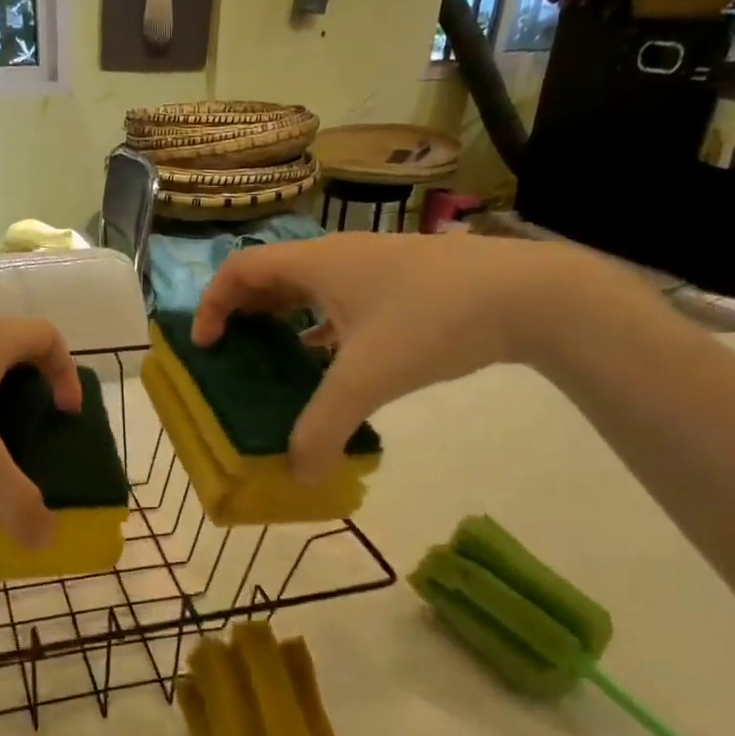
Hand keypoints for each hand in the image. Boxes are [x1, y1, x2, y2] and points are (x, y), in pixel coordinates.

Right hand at [191, 232, 592, 480]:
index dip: (211, 304)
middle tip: (231, 353)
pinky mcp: (402, 284)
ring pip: (308, 287)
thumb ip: (323, 430)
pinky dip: (320, 326)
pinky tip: (329, 359)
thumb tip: (297, 478)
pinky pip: (341, 300)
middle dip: (241, 311)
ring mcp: (374, 268)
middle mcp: (338, 257)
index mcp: (316, 264)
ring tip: (272, 358)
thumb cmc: (432, 321)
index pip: (240, 269)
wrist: (528, 295)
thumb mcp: (367, 380)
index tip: (206, 346)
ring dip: (281, 317)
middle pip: (270, 274)